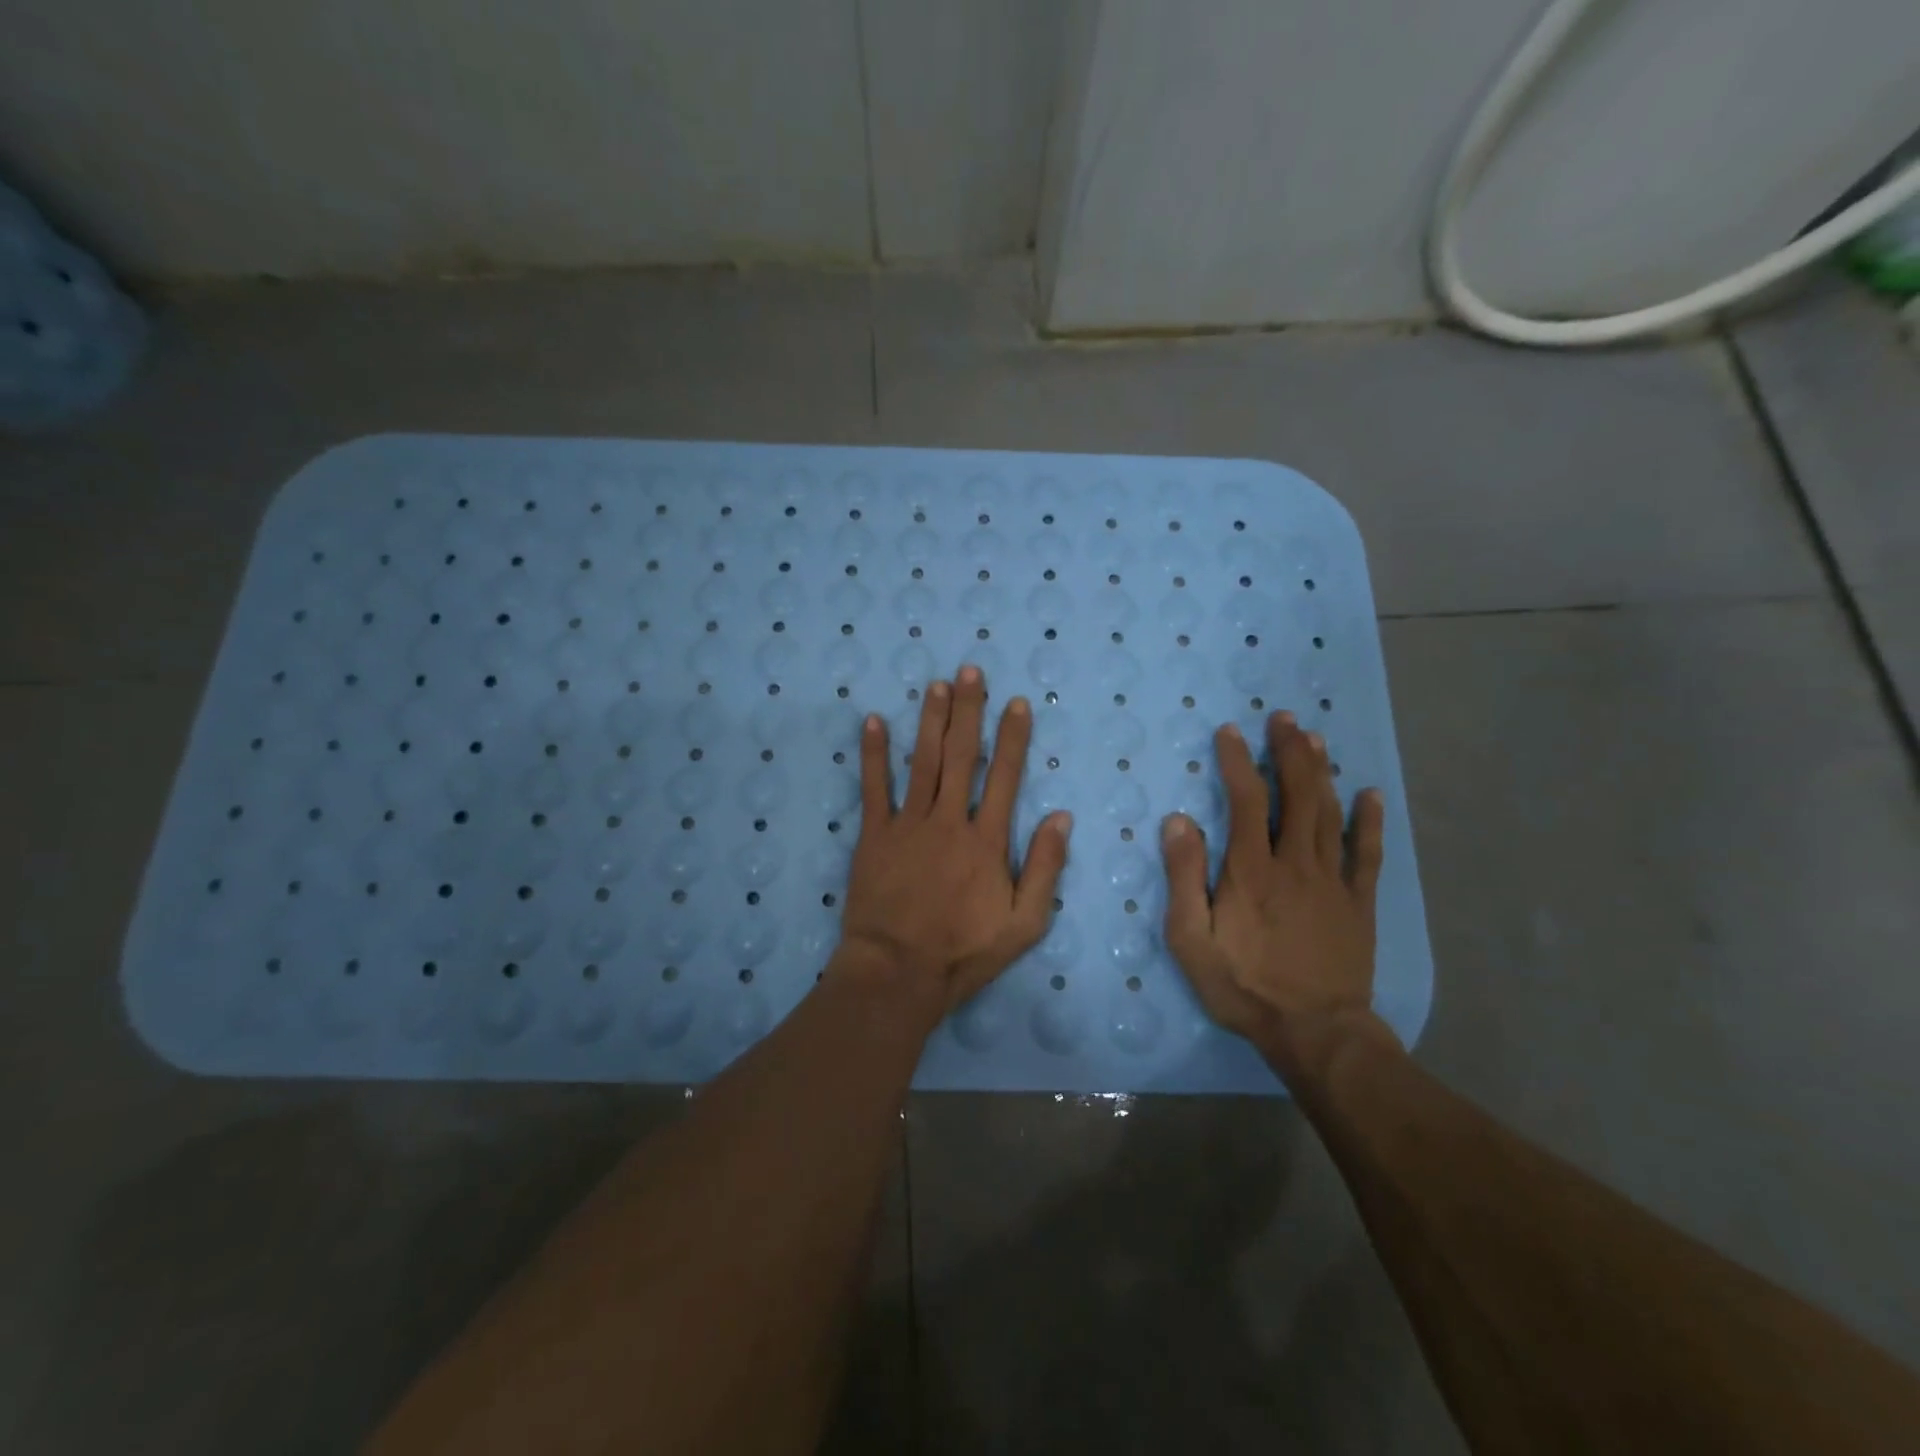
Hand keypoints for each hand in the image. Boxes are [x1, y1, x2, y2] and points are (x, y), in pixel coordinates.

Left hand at [837, 665, 1072, 1014]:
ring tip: (936, 685)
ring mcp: (909, 825)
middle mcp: (949, 820)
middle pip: (961, 756)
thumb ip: (1045, 868)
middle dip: (969, 710)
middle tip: (970, 670)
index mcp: (987, 840)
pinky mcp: (875, 836)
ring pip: (922, 761)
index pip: (1004, 777)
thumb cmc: (964, 951)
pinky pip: (873, 788)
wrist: (898, 972)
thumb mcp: (1025, 922)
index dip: (1012, 737)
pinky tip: (872, 722)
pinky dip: (873, 754)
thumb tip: (1061, 817)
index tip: (1016, 703)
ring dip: (930, 720)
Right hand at [1161, 711, 1388, 1083]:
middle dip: (1289, 752)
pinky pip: (1368, 853)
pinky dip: (1370, 821)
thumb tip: (1178, 821)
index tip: (1230, 732)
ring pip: (1330, 813)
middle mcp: (1295, 863)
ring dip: (1322, 772)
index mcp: (1251, 870)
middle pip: (1297, 795)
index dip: (1237, 761)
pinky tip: (1370, 793)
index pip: (1246, 800)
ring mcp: (1333, 881)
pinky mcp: (1359, 903)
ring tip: (1314, 738)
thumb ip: (1184, 877)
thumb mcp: (1191, 939)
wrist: (1315, 1032)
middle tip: (1284, 719)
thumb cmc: (1243, 986)